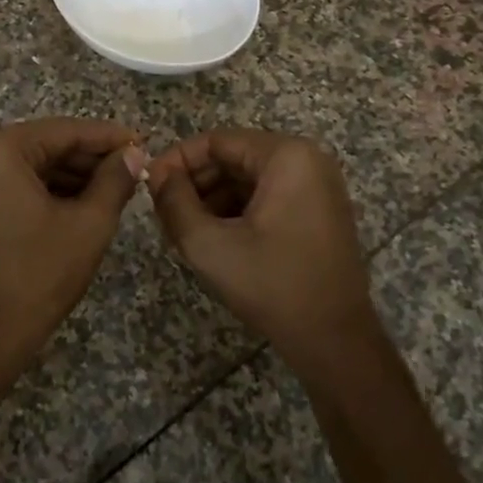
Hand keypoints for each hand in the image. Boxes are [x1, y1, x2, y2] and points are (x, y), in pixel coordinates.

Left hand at [0, 118, 146, 368]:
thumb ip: (115, 180)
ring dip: (72, 175)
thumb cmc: (39, 273)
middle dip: (90, 158)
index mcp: (0, 148)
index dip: (108, 137)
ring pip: (32, 166)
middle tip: (133, 168)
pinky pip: (16, 184)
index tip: (142, 142)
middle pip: (47, 145)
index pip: (65, 131)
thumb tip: (134, 154)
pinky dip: (48, 191)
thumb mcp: (88, 223)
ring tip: (116, 187)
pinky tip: (83, 202)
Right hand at [147, 129, 377, 376]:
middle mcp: (307, 160)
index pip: (217, 141)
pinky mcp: (317, 211)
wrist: (334, 341)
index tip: (149, 185)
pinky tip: (213, 237)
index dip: (177, 160)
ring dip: (211, 198)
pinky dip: (236, 211)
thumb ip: (173, 201)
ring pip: (247, 178)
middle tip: (162, 211)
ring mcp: (316, 186)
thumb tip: (156, 174)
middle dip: (194, 182)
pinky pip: (267, 196)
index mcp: (286, 156)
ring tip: (182, 229)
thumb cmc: (271, 285)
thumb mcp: (208, 244)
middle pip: (233, 157)